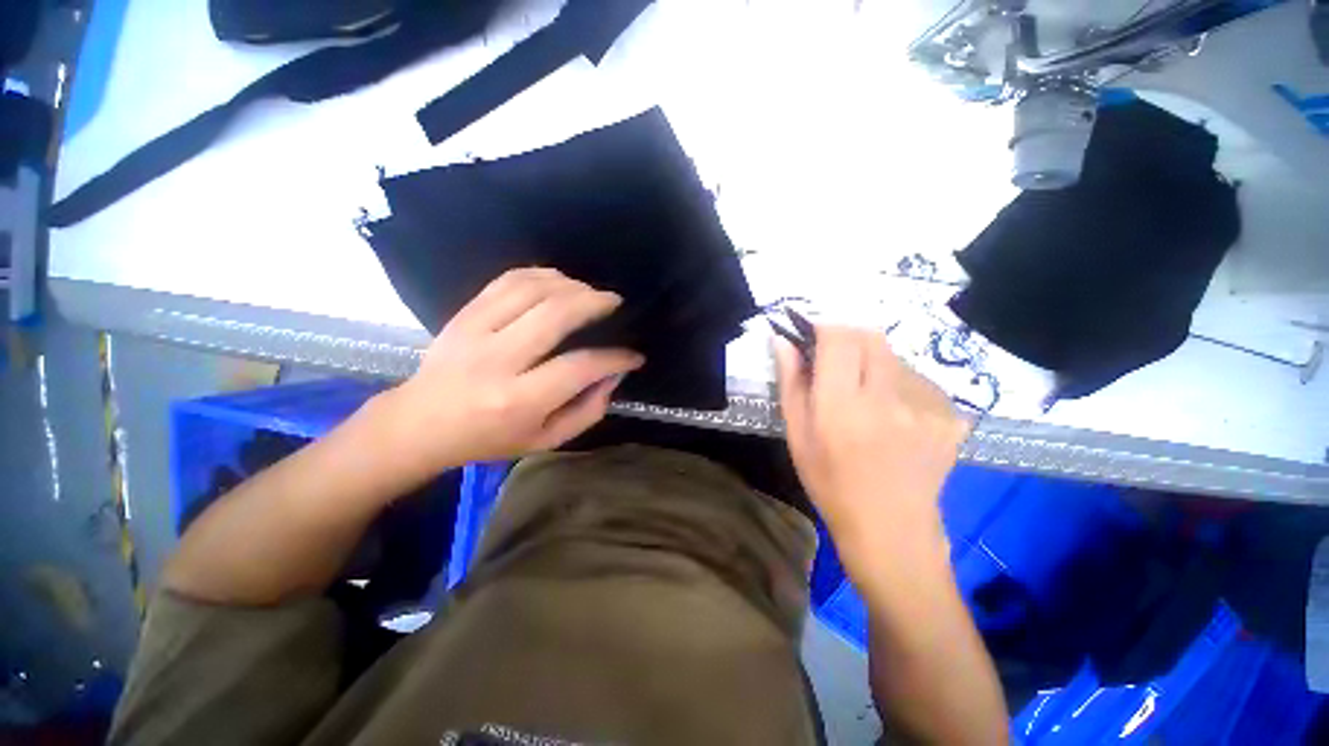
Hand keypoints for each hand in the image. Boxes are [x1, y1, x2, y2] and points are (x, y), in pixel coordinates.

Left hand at [381, 268, 643, 478]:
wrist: (419, 424)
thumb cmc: (488, 439)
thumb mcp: (546, 440)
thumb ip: (587, 411)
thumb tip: (613, 375)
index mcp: (519, 401)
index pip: (579, 366)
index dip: (615, 358)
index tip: (633, 356)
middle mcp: (497, 361)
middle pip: (554, 314)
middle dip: (593, 302)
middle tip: (614, 302)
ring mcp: (475, 331)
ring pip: (531, 289)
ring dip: (570, 285)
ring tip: (589, 293)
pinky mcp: (464, 314)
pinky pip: (507, 280)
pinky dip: (539, 274)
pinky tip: (559, 281)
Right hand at [775, 327, 967, 577]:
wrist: (891, 530)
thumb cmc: (831, 484)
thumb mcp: (797, 435)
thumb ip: (791, 382)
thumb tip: (782, 339)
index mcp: (842, 407)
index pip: (838, 338)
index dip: (823, 327)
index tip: (812, 336)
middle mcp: (889, 400)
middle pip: (871, 336)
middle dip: (848, 339)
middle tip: (836, 364)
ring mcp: (927, 407)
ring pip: (895, 356)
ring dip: (874, 364)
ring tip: (867, 398)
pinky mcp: (951, 416)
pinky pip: (918, 379)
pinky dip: (899, 384)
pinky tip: (894, 415)